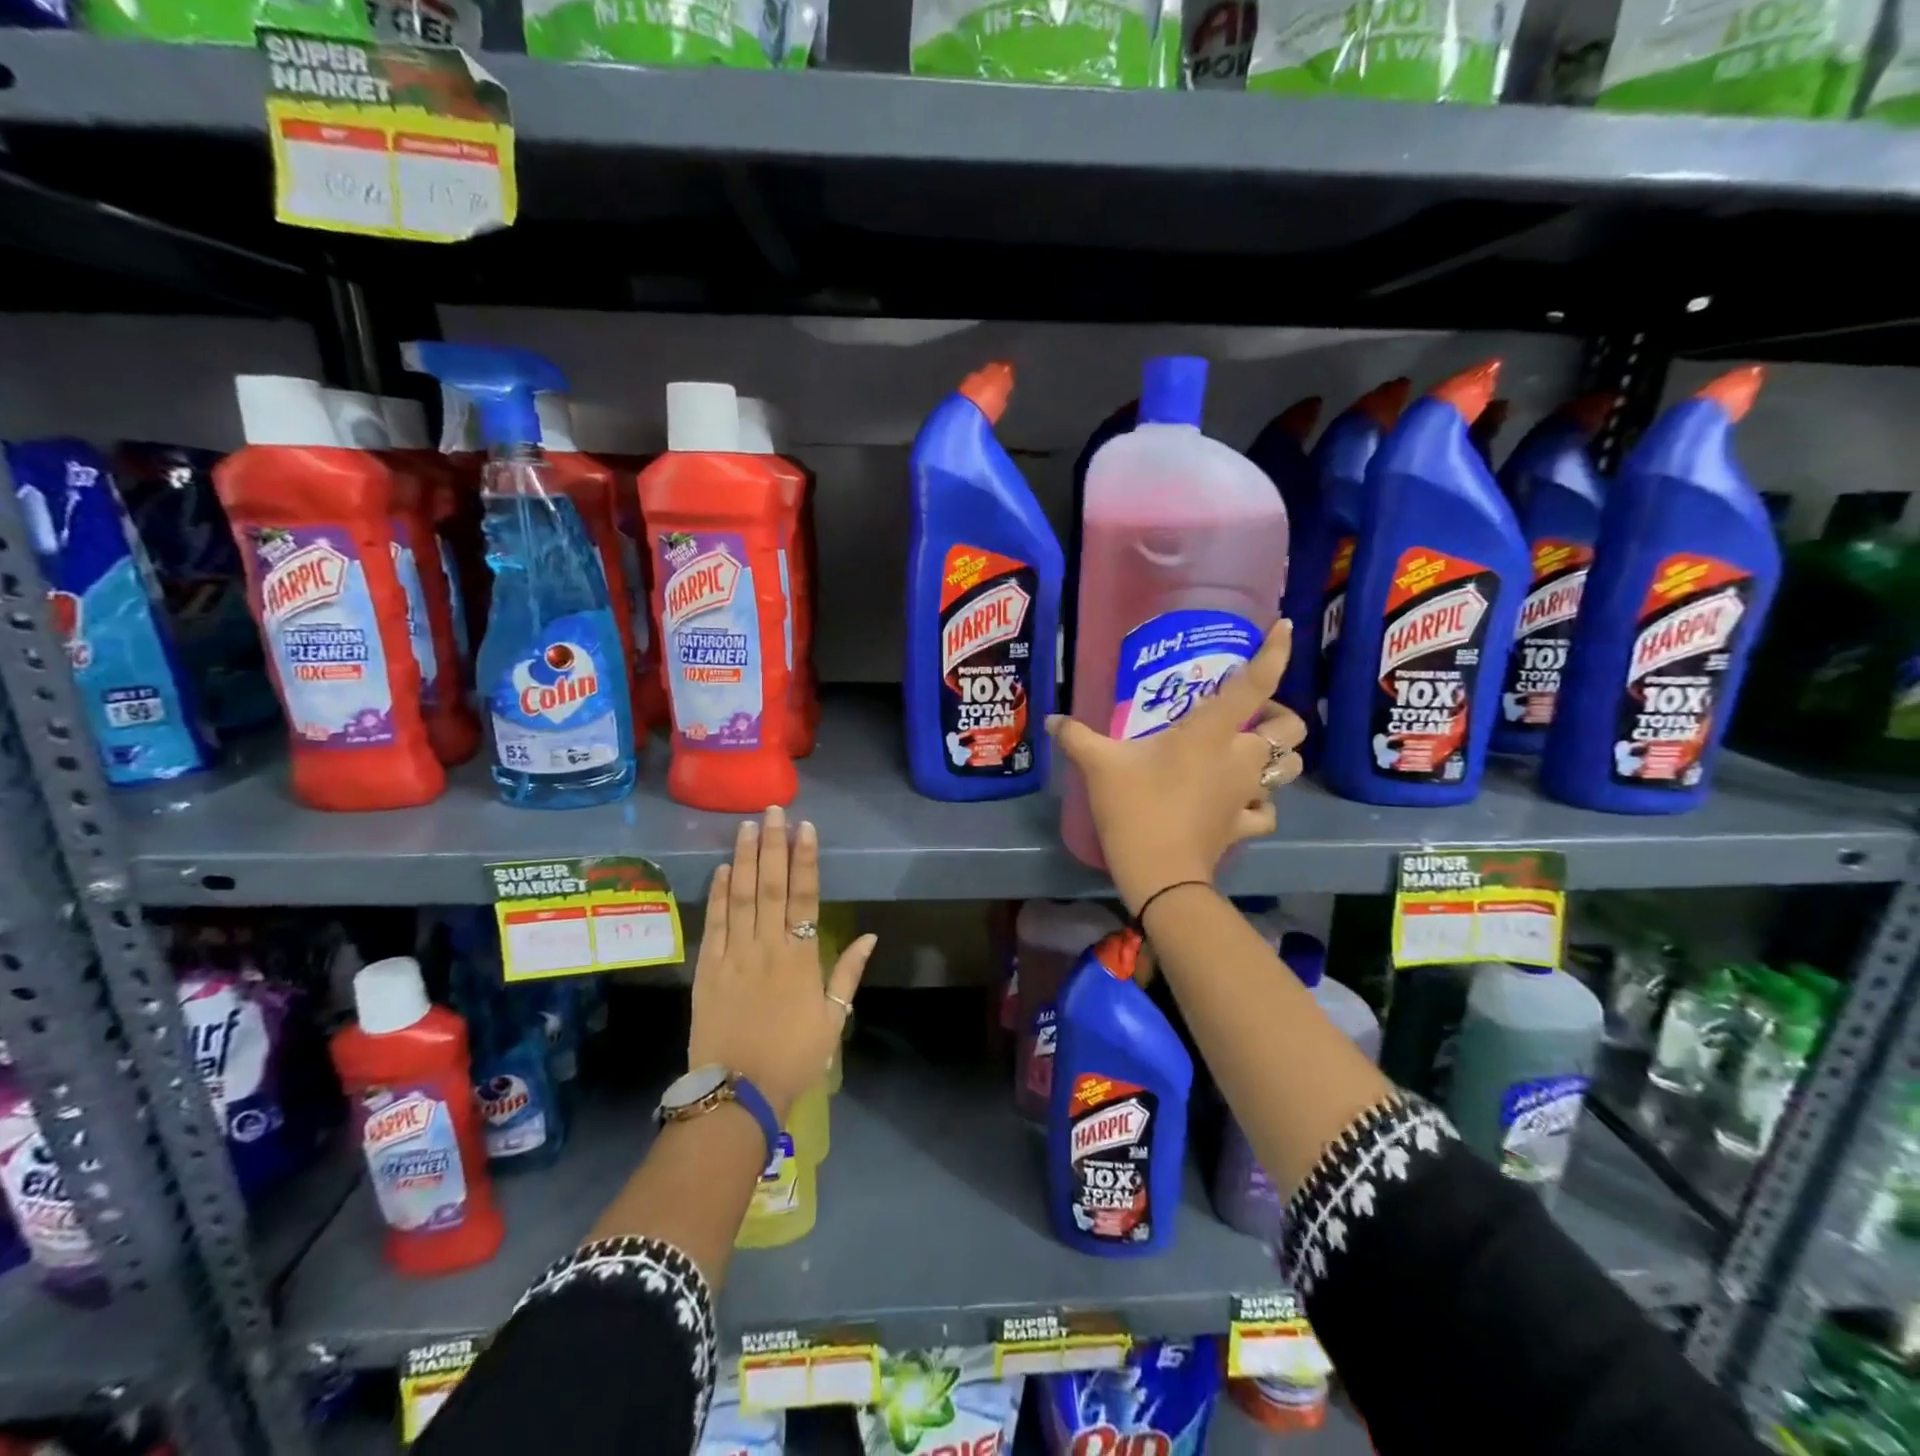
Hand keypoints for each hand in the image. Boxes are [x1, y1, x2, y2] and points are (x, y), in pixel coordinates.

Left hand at [688, 806, 877, 1118]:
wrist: (737, 1093)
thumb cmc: (793, 1058)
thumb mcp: (833, 1020)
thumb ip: (848, 974)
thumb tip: (870, 935)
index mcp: (801, 957)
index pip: (805, 896)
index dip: (805, 859)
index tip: (805, 828)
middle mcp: (767, 947)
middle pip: (771, 886)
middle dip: (772, 845)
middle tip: (772, 811)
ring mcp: (734, 955)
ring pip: (741, 897)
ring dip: (745, 859)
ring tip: (747, 826)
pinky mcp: (707, 969)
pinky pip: (714, 924)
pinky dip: (719, 894)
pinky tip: (723, 869)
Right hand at [1047, 619, 1304, 914]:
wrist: (1159, 873)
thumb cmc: (1135, 807)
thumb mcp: (1099, 765)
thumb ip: (1076, 737)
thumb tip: (1051, 719)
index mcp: (1211, 732)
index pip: (1254, 683)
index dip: (1275, 652)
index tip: (1283, 628)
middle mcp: (1241, 756)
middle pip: (1292, 727)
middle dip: (1282, 715)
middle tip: (1251, 716)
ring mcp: (1247, 793)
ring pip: (1290, 768)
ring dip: (1279, 759)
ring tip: (1250, 755)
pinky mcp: (1243, 825)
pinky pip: (1265, 811)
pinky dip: (1259, 805)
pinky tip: (1239, 803)